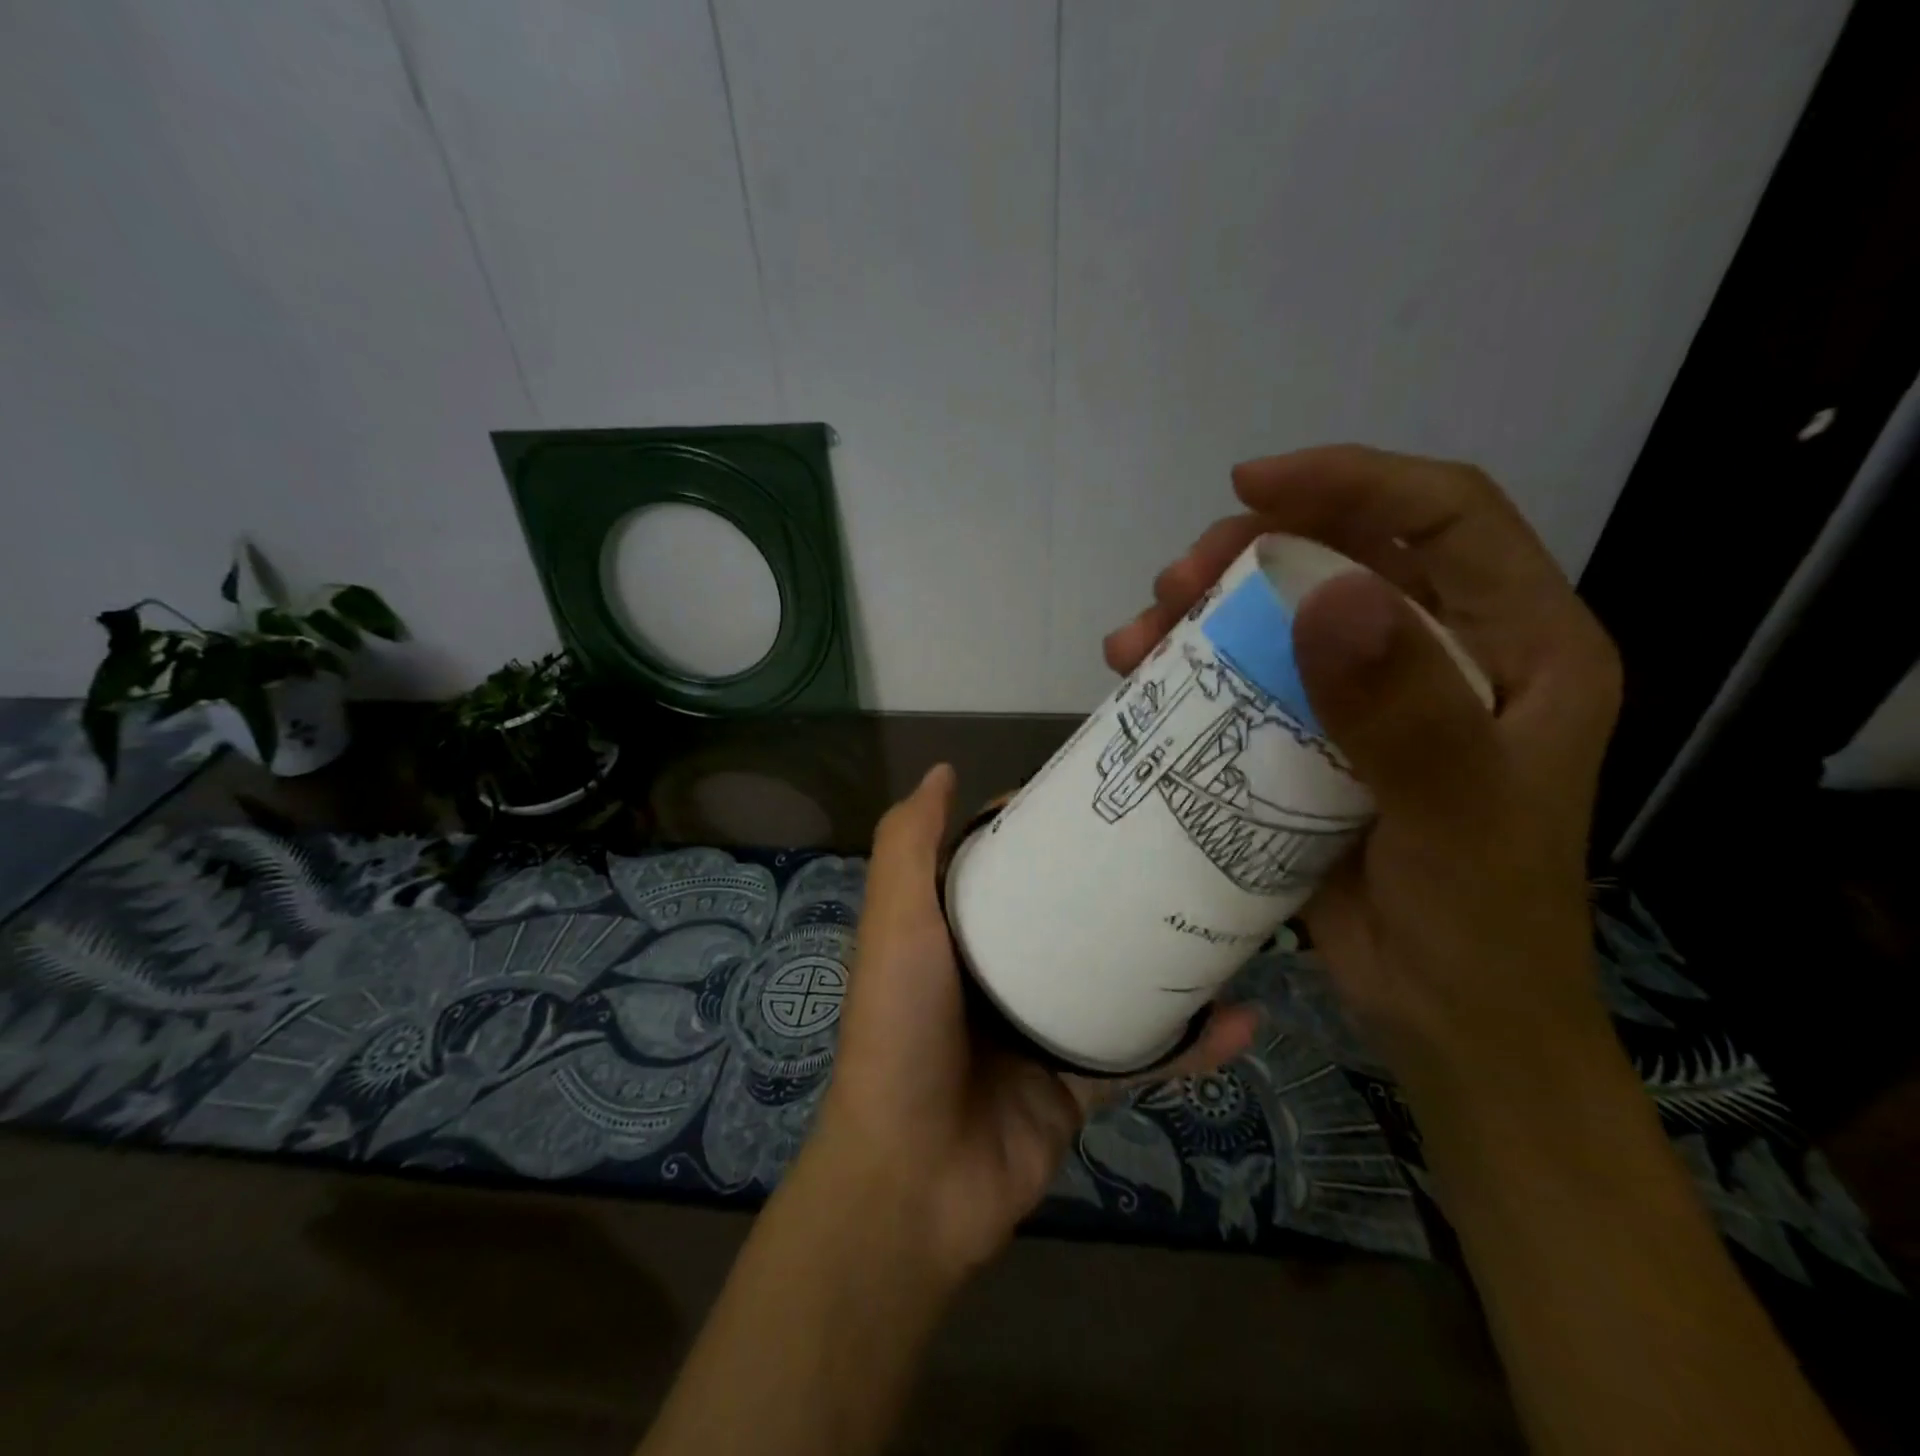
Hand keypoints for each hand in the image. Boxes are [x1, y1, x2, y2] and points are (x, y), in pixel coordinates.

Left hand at [807, 763, 1258, 1285]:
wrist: (916, 1176)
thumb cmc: (902, 1027)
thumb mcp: (896, 921)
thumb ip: (908, 845)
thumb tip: (942, 770)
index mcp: (955, 930)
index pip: (1003, 862)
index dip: (1041, 828)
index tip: (1096, 799)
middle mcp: (998, 971)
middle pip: (1064, 913)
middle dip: (1113, 884)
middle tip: (1177, 848)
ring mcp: (1041, 1027)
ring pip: (1112, 978)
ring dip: (1164, 956)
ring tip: (1223, 917)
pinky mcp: (1079, 1082)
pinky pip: (1143, 1054)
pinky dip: (1192, 1043)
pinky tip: (1243, 1017)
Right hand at [1103, 445, 1622, 1106]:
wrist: (1447, 1019)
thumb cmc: (1479, 925)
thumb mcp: (1453, 819)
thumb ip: (1402, 712)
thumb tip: (1328, 594)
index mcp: (1519, 648)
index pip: (1446, 517)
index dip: (1350, 479)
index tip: (1248, 483)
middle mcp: (1446, 655)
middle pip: (1346, 554)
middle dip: (1252, 549)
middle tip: (1176, 580)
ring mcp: (1374, 697)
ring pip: (1285, 615)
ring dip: (1207, 609)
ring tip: (1140, 634)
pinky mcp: (1317, 740)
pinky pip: (1251, 680)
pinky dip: (1194, 669)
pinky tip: (1142, 678)